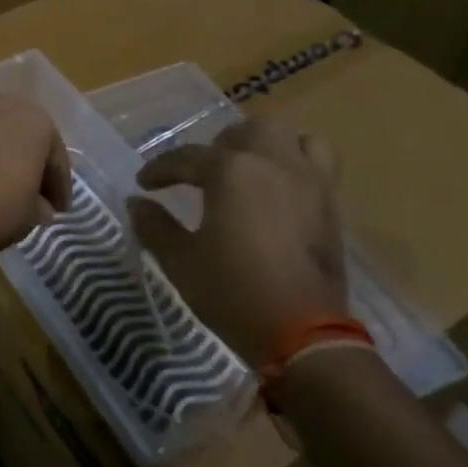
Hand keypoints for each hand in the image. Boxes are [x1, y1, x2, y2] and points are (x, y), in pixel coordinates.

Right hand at [127, 116, 346, 365]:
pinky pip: (318, 166)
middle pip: (247, 131)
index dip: (161, 169)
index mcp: (232, 171)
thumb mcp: (181, 261)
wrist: (303, 335)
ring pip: (292, 139)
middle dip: (221, 145)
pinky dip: (297, 166)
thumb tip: (136, 202)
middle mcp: (273, 164)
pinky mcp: (331, 207)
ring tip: (250, 170)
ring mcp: (309, 183)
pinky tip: (279, 193)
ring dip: (267, 146)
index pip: (187, 157)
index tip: (144, 183)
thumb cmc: (233, 292)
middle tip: (203, 172)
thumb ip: (155, 225)